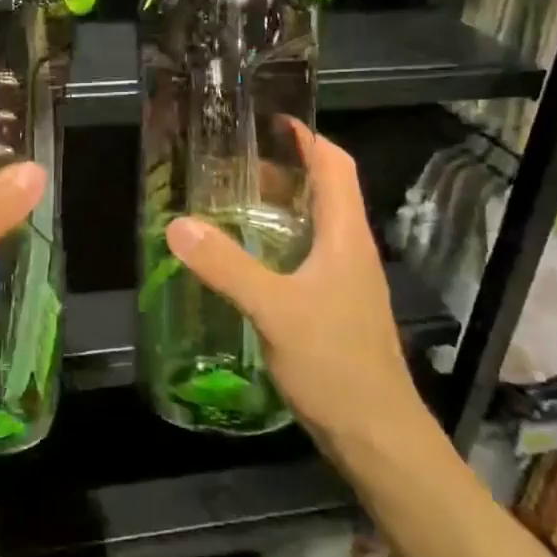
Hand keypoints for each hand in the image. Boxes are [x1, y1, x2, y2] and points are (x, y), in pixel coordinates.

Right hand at [165, 125, 434, 452]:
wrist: (377, 436)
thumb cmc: (335, 363)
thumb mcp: (274, 309)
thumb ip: (227, 266)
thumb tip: (178, 225)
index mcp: (346, 237)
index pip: (336, 166)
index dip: (309, 137)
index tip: (272, 120)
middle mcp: (350, 251)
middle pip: (323, 193)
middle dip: (284, 171)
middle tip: (233, 165)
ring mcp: (345, 283)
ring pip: (313, 228)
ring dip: (279, 210)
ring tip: (231, 205)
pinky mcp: (335, 310)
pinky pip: (305, 261)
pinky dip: (277, 247)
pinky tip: (245, 263)